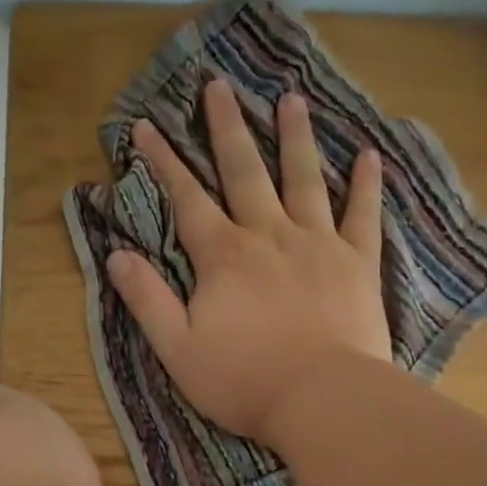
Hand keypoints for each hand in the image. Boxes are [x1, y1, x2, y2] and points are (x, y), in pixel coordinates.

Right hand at [106, 79, 390, 444]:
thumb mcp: (178, 349)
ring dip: (295, 137)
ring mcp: (319, 244)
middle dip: (227, 128)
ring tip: (292, 99)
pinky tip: (370, 155)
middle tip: (218, 85)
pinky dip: (366, 184)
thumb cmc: (244, 381)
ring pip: (304, 179)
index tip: (145, 126)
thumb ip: (148, 300)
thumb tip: (116, 256)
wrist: (322, 400)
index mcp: (223, 257)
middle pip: (245, 172)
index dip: (163, 162)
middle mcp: (269, 235)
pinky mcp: (358, 263)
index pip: (186, 199)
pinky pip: (363, 215)